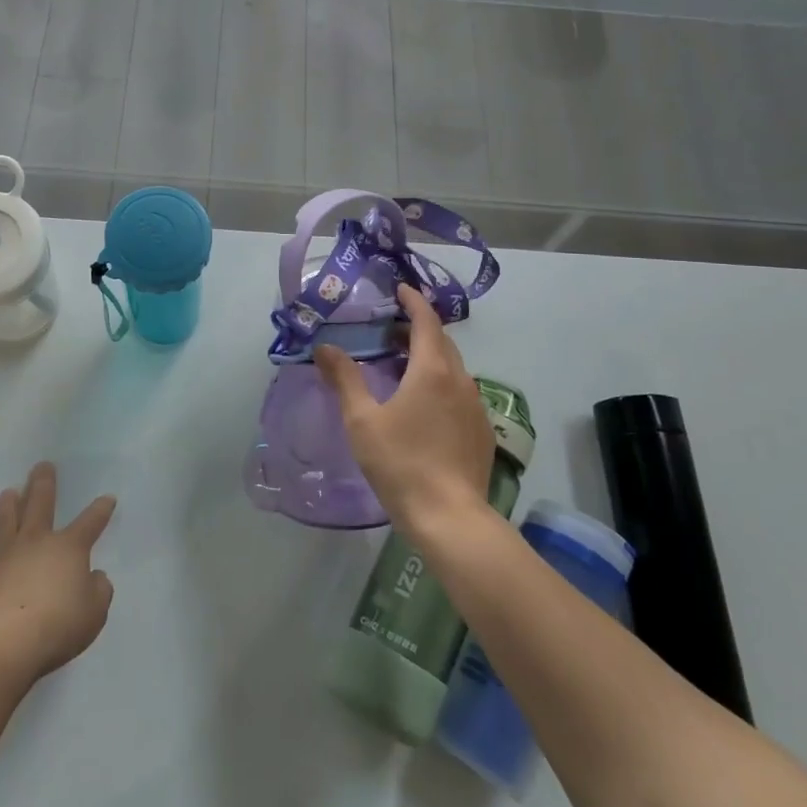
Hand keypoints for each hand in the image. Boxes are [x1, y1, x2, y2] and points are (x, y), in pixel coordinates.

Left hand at [0, 463, 115, 685]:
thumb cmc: (55, 626)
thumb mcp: (93, 613)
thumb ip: (99, 591)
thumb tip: (95, 576)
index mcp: (69, 548)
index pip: (90, 522)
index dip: (101, 509)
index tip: (107, 498)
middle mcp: (38, 540)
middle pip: (41, 503)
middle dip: (45, 483)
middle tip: (44, 465)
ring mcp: (6, 552)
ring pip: (9, 516)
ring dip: (11, 501)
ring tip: (10, 491)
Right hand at [314, 284, 494, 534]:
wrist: (449, 517)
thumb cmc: (400, 463)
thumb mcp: (362, 421)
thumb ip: (345, 379)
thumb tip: (325, 348)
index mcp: (432, 370)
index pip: (427, 321)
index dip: (413, 301)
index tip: (400, 289)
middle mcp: (460, 380)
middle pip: (442, 342)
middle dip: (419, 328)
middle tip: (391, 330)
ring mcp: (476, 406)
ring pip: (453, 368)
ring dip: (430, 357)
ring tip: (403, 366)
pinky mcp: (482, 431)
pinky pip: (460, 391)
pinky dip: (441, 382)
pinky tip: (424, 405)